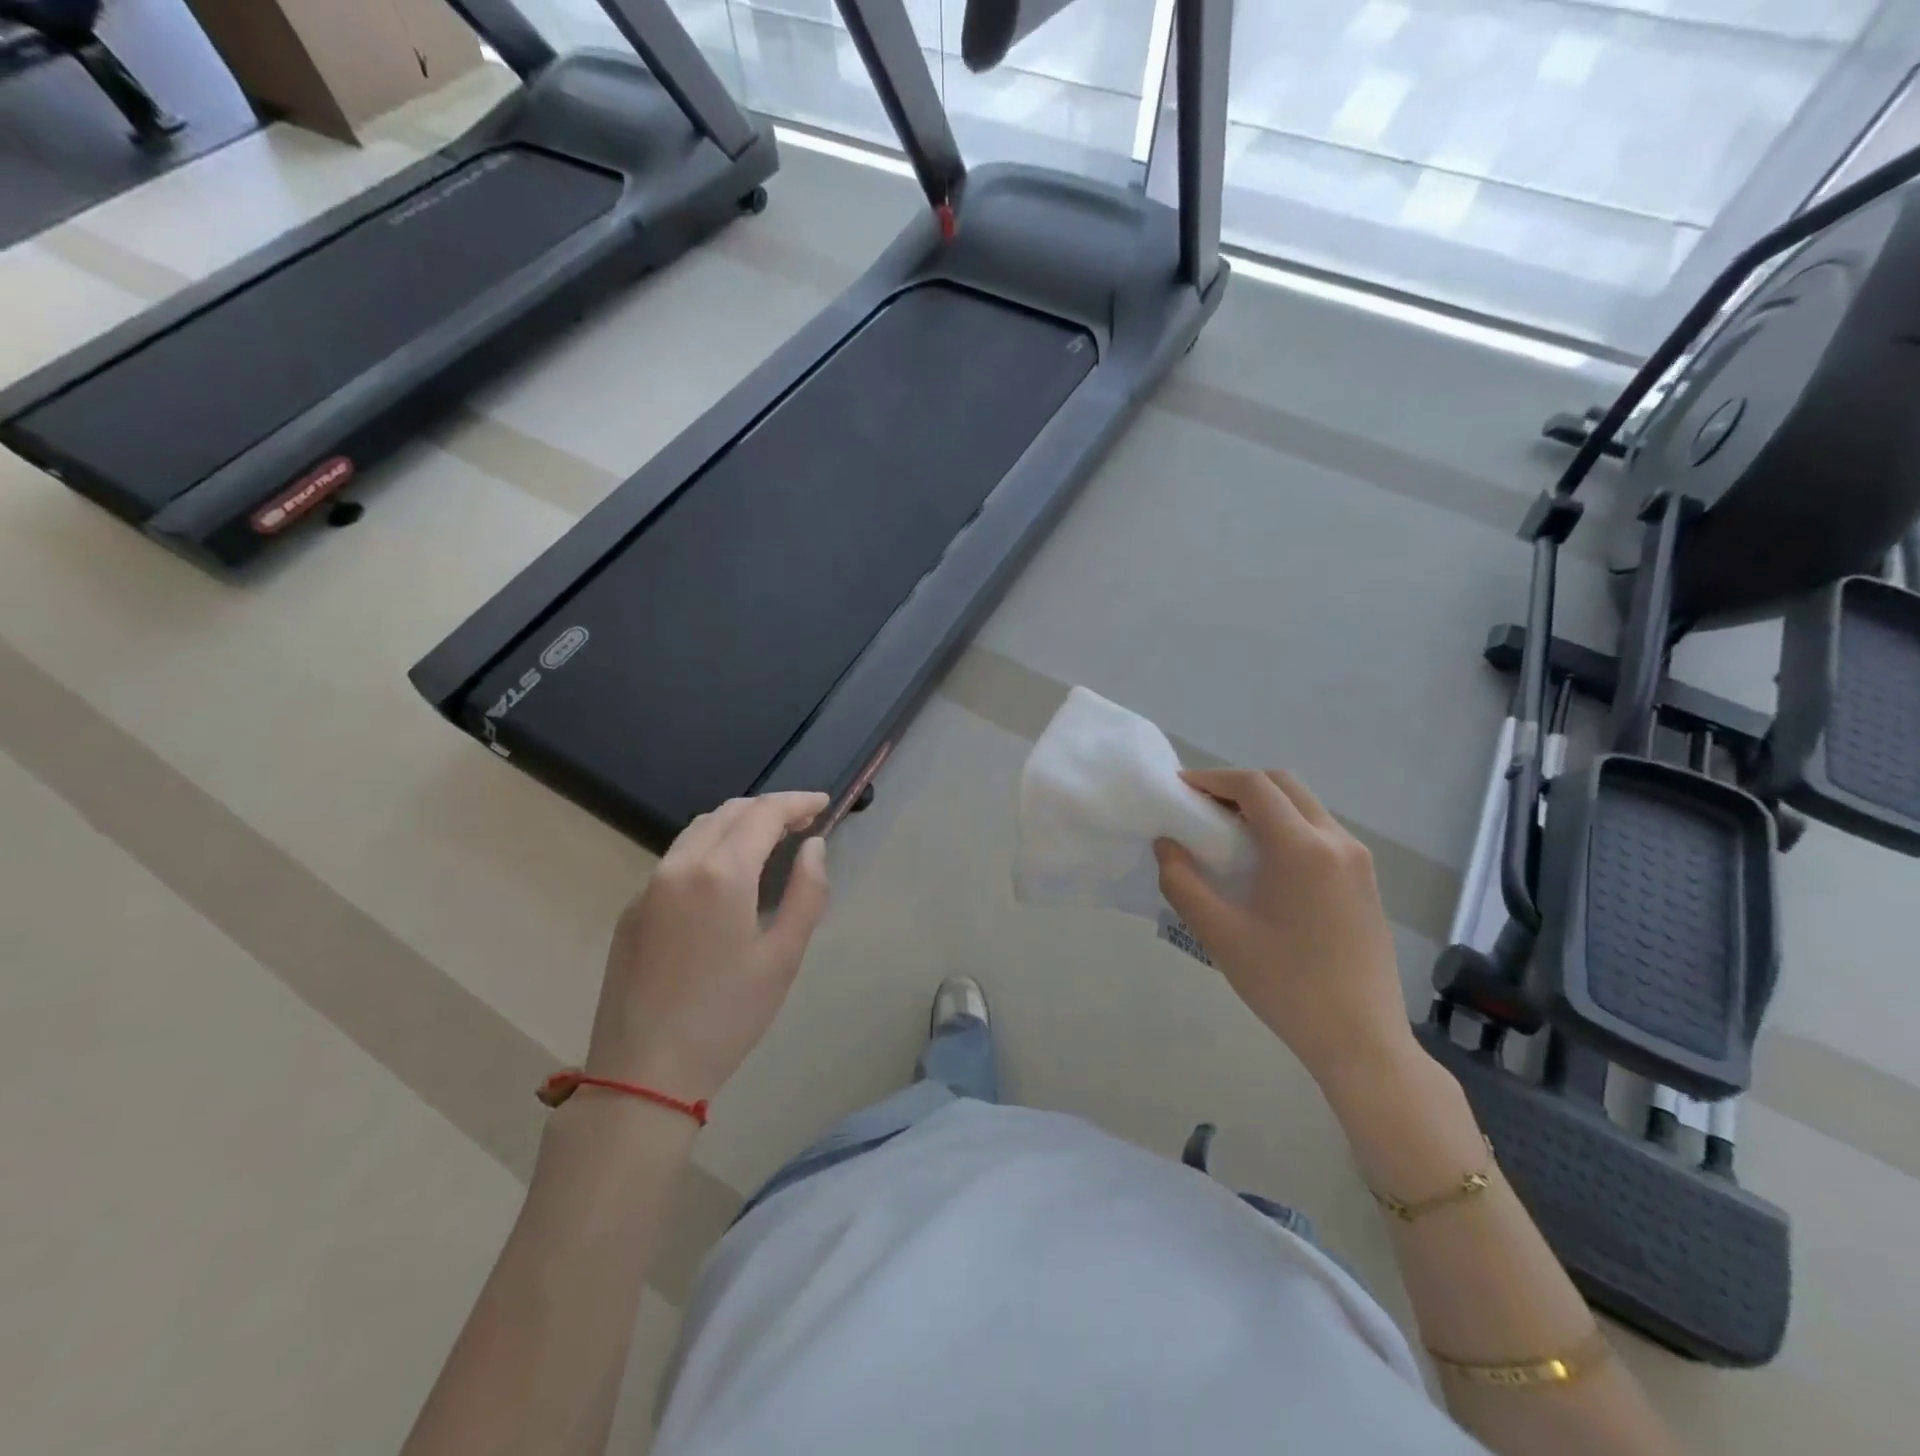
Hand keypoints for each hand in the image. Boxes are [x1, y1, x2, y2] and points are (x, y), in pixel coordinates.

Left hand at [585, 793, 830, 1102]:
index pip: (763, 813)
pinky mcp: (632, 910)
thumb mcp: (784, 957)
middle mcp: (679, 866)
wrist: (643, 1073)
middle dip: (768, 808)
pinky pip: (676, 858)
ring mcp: (649, 886)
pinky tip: (726, 876)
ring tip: (769, 840)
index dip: (797, 802)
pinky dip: (710, 847)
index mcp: (721, 874)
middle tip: (802, 821)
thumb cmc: (727, 1017)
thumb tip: (813, 847)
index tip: (823, 803)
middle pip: (728, 812)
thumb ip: (806, 893)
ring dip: (737, 822)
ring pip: (698, 830)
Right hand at [1154, 769, 1414, 1095]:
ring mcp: (1360, 863)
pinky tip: (1266, 865)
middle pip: (1285, 786)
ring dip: (1266, 807)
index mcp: (1303, 848)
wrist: (1362, 1041)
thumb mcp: (1220, 935)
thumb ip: (1183, 883)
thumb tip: (1166, 845)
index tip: (1181, 789)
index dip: (1213, 779)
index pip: (1255, 786)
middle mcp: (1338, 842)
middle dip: (1240, 786)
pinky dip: (1289, 829)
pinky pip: (1323, 834)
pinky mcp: (1367, 884)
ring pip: (1307, 808)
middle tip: (1203, 808)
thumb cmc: (1286, 985)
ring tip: (1229, 835)